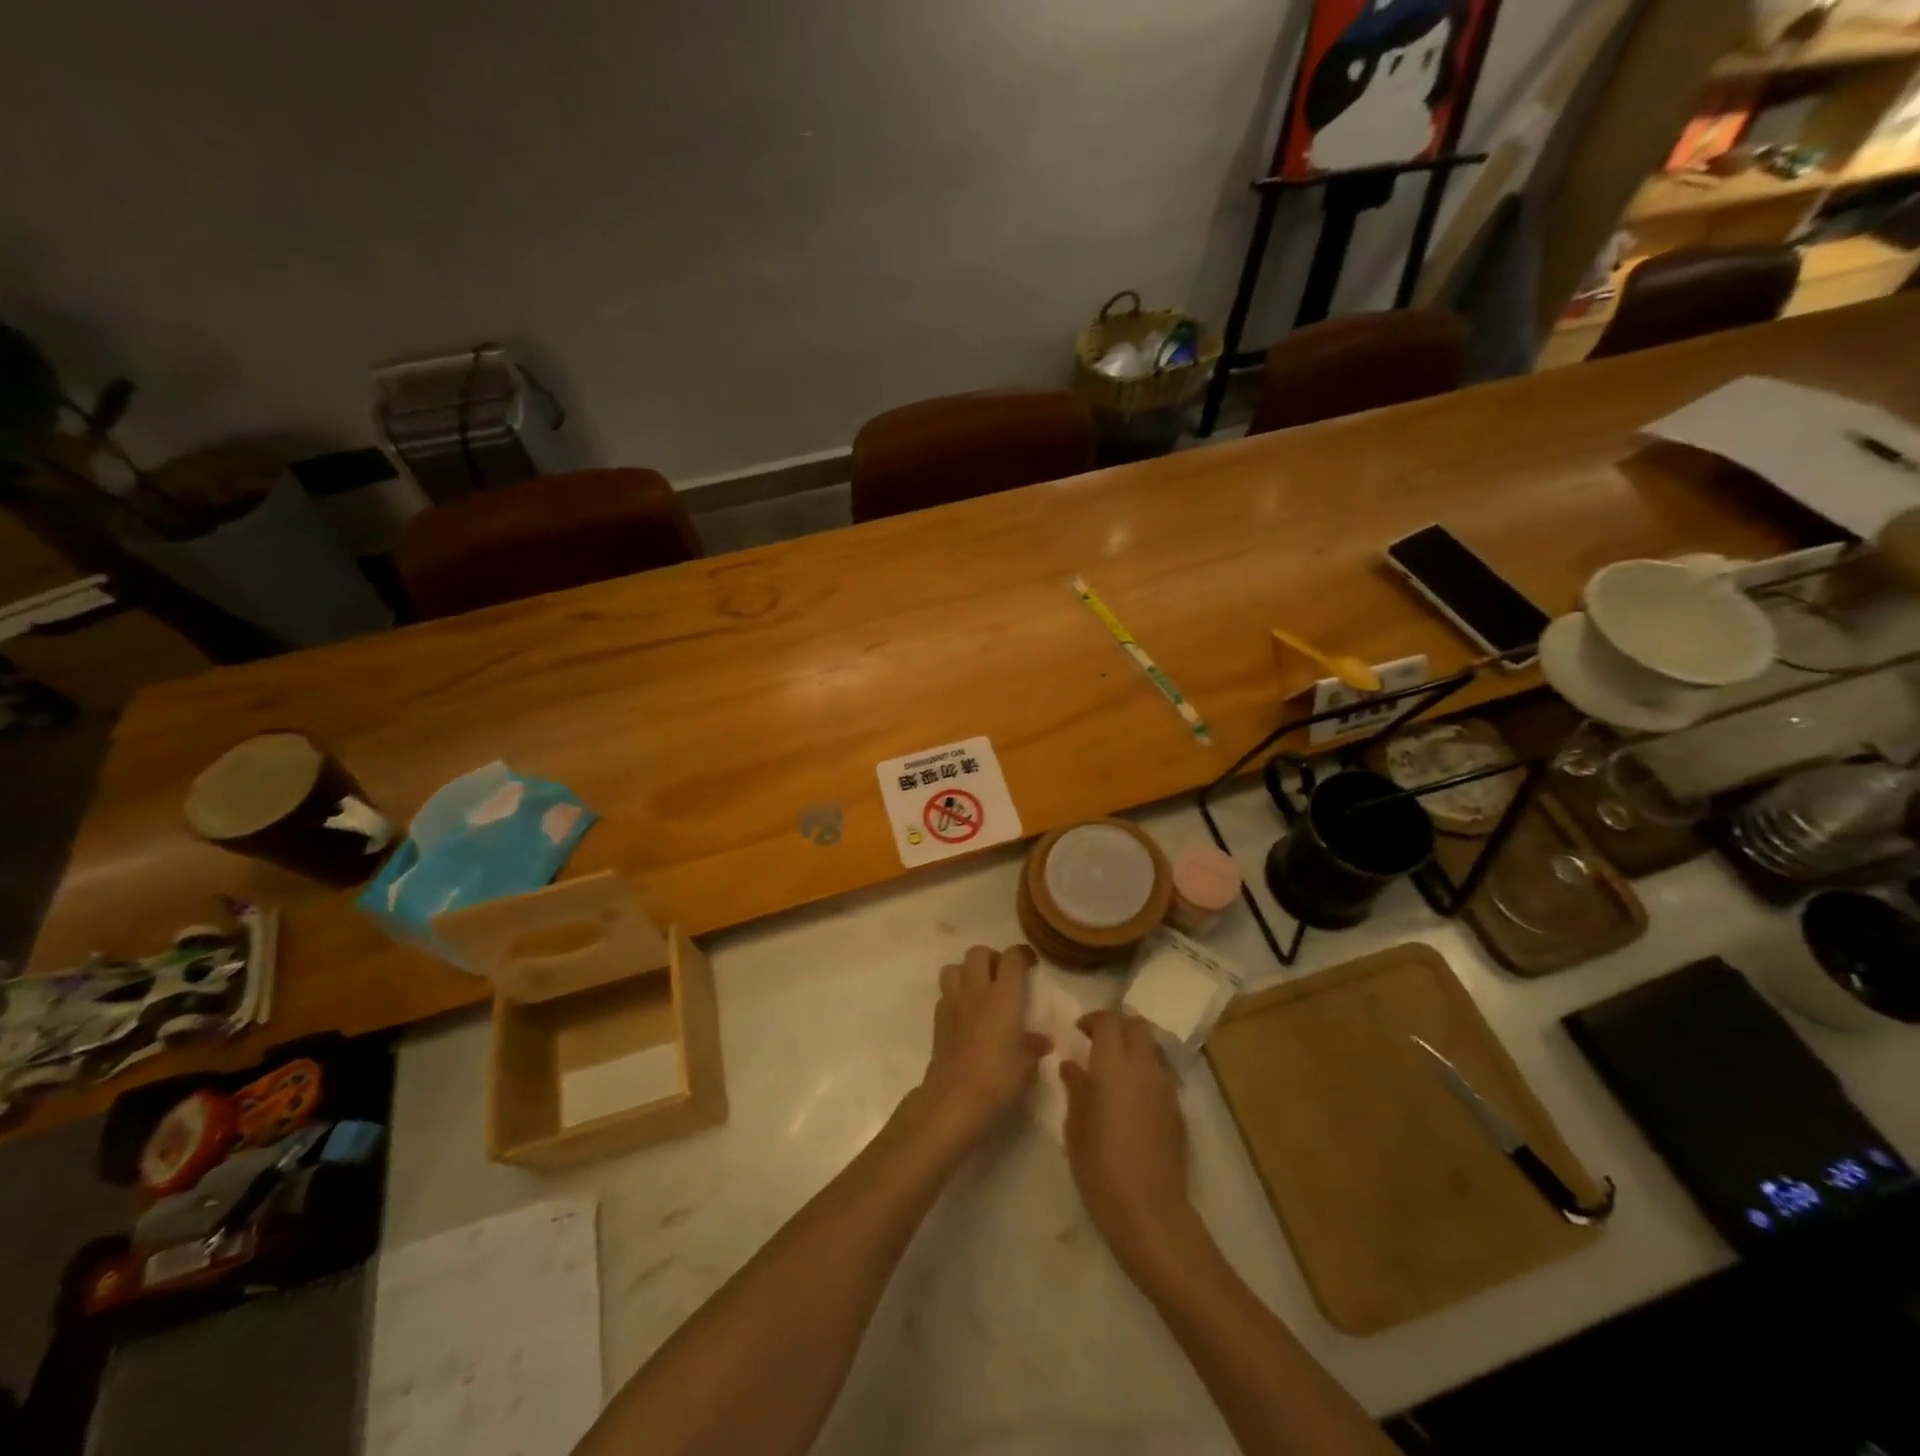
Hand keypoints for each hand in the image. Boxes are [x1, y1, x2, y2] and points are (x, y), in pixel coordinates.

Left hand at [916, 944, 1051, 1148]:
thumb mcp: (1027, 1067)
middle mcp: (977, 991)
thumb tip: (1041, 1041)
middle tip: (1002, 975)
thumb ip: (1033, 1047)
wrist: (954, 1099)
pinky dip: (955, 995)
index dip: (1022, 954)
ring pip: (954, 967)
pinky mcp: (937, 1019)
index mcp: (1004, 996)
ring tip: (979, 989)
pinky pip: (945, 993)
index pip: (1011, 958)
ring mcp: (953, 1002)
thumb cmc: (998, 1079)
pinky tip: (965, 1014)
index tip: (1030, 963)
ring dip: (967, 972)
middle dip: (991, 958)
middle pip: (978, 952)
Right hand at [1061, 1009, 1195, 1269]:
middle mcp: (1144, 1067)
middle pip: (1138, 1026)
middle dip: (1119, 1027)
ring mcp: (1165, 1088)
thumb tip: (1072, 1066)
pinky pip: (1162, 1075)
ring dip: (1135, 1048)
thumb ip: (1075, 1089)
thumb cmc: (1101, 1168)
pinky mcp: (1178, 1111)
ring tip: (1115, 1070)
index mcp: (1113, 1065)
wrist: (1150, 1212)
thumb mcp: (1075, 1128)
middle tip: (1098, 1044)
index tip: (1079, 1031)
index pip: (1109, 1020)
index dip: (1093, 1019)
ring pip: (1153, 1048)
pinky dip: (1147, 1073)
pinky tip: (1132, 1099)